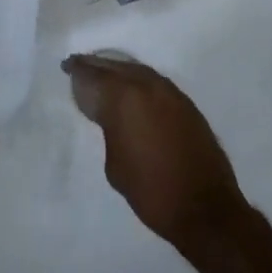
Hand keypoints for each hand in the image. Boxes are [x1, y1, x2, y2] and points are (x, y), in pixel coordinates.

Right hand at [63, 54, 252, 258]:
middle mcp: (147, 86)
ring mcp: (171, 92)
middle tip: (80, 63)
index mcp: (124, 98)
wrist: (204, 208)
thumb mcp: (115, 164)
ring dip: (119, 70)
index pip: (94, 76)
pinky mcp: (186, 104)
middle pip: (116, 67)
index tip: (67, 65)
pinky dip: (139, 81)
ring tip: (103, 74)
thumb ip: (109, 130)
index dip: (78, 71)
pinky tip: (132, 90)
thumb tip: (111, 117)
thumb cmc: (151, 191)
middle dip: (96, 65)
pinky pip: (155, 82)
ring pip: (137, 71)